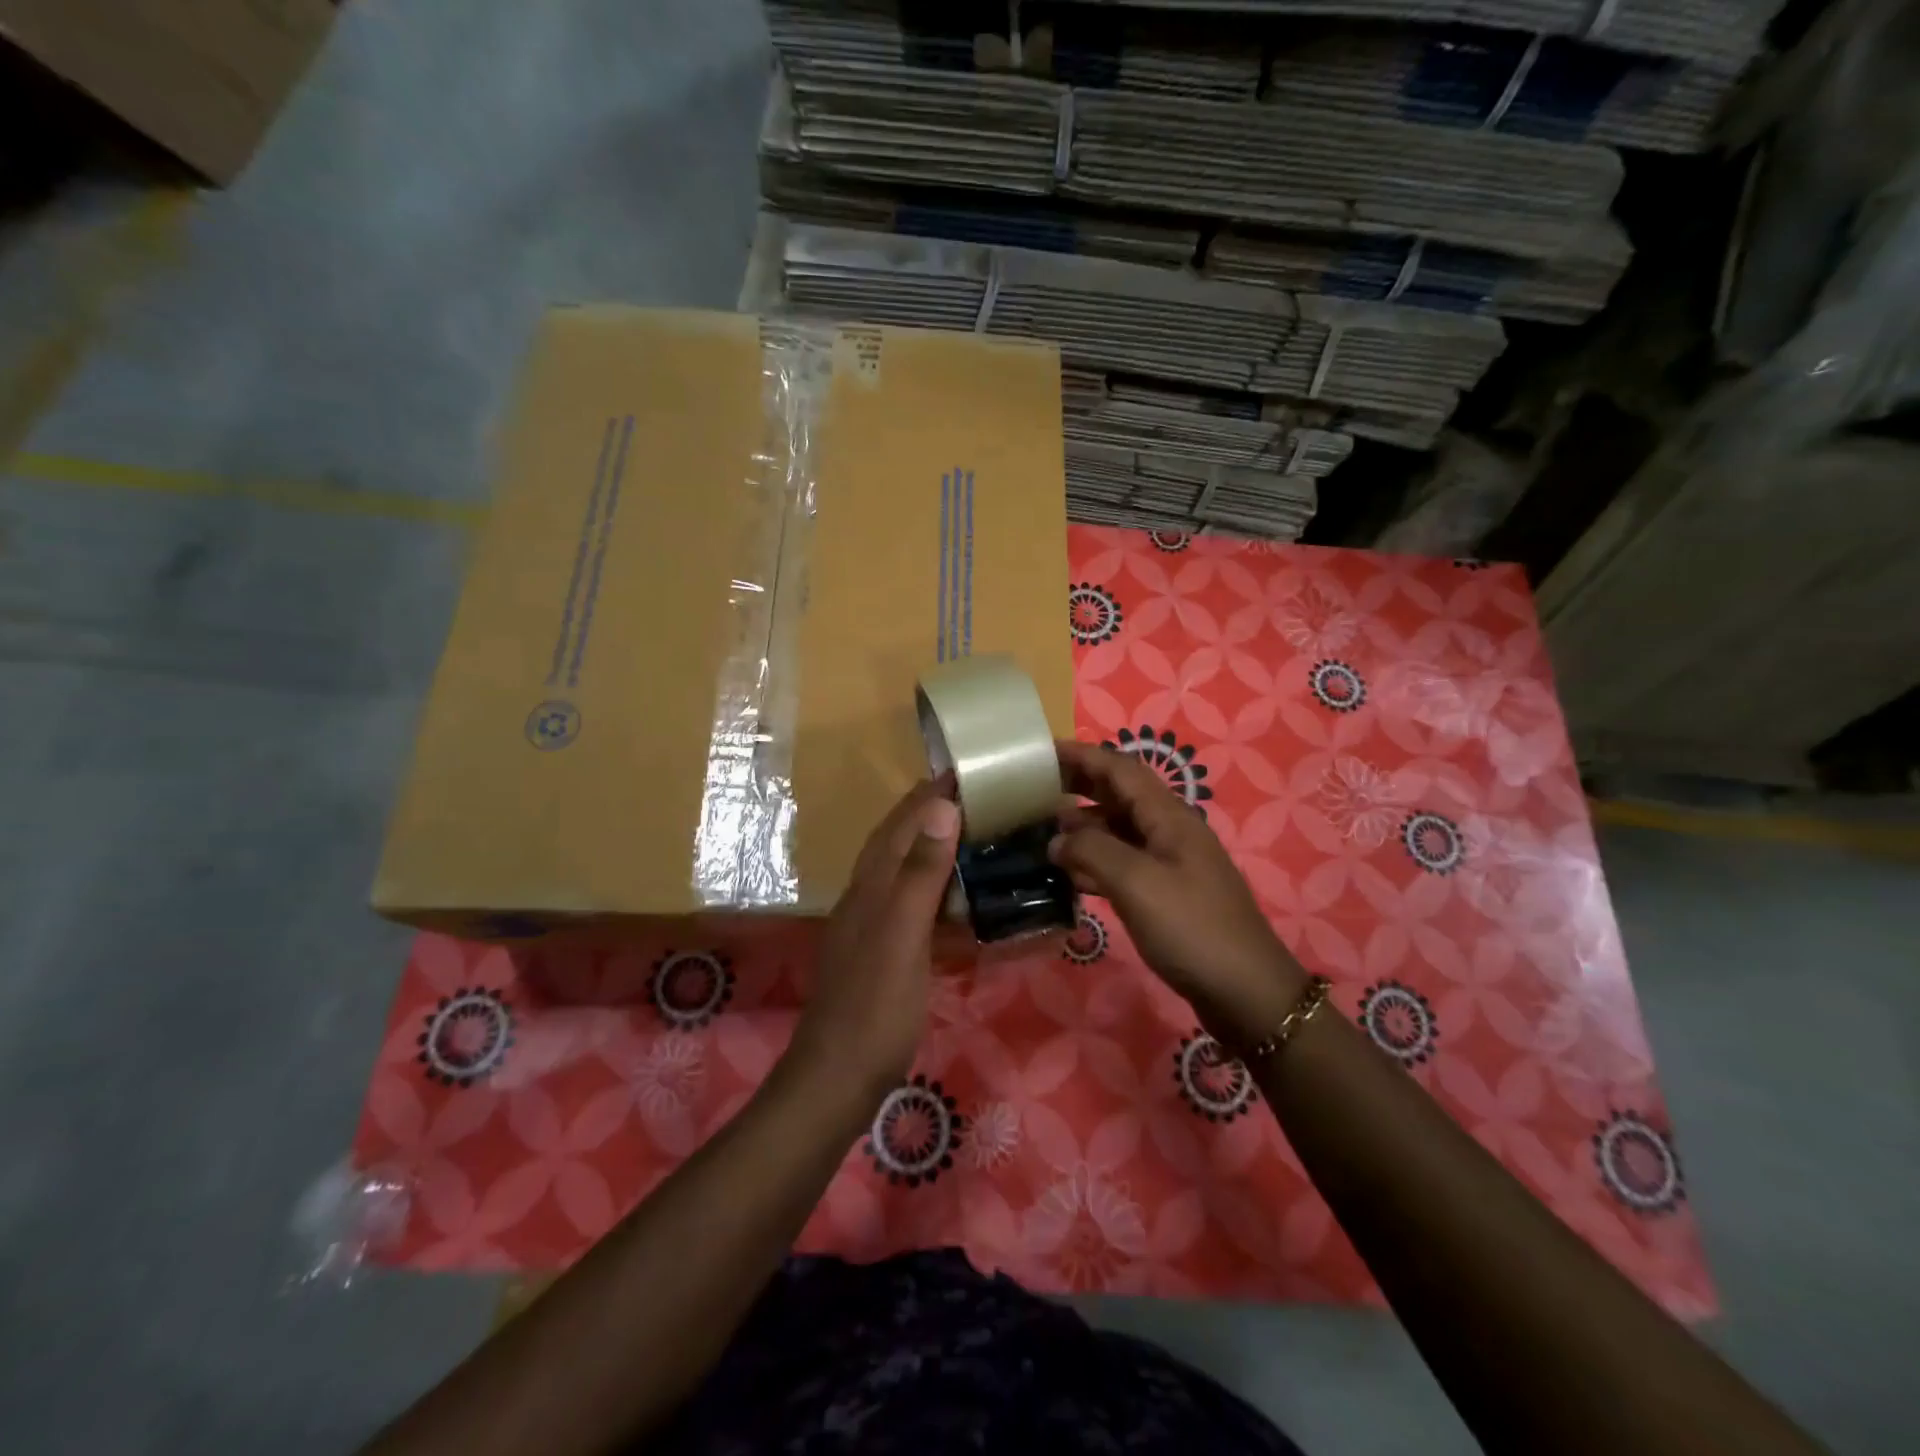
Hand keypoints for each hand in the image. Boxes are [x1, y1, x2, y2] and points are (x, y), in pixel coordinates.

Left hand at [789, 779, 960, 1099]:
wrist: (837, 1079)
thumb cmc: (875, 1007)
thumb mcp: (902, 936)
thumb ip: (920, 873)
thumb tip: (943, 807)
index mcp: (871, 884)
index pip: (902, 823)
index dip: (931, 794)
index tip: (967, 769)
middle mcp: (867, 896)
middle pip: (898, 840)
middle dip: (931, 811)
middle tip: (977, 795)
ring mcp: (872, 926)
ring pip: (903, 870)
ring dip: (932, 845)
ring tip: (971, 832)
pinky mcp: (882, 952)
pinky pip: (912, 904)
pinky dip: (934, 888)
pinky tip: (954, 897)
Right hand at [1050, 739, 1305, 1046]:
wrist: (1245, 992)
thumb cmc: (1191, 928)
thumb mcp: (1137, 883)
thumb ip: (1092, 852)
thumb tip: (1056, 840)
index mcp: (1169, 816)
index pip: (1120, 769)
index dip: (1082, 756)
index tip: (1042, 752)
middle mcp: (1170, 831)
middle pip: (1120, 795)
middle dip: (1079, 784)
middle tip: (1035, 787)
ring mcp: (1170, 863)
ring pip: (1119, 830)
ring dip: (1083, 825)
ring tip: (1042, 830)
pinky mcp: (1166, 894)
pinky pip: (1123, 864)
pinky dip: (1094, 860)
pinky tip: (1068, 873)